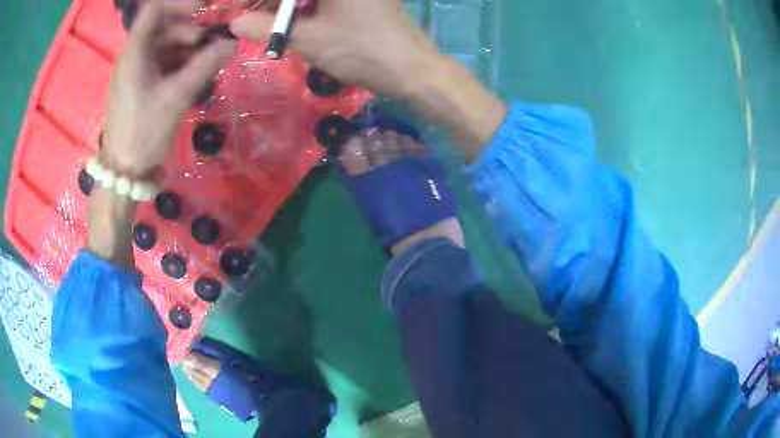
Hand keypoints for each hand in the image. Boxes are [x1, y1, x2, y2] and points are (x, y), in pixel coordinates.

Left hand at [102, 0, 236, 177]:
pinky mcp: (142, 86)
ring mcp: (137, 71)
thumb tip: (231, 43)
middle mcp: (134, 56)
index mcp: (135, 52)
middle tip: (214, 43)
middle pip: (165, 27)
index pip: (155, 10)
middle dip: (191, 30)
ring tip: (210, 61)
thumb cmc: (144, 132)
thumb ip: (205, 65)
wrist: (124, 172)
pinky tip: (197, 73)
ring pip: (166, 46)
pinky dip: (182, 63)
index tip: (206, 8)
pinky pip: (164, 63)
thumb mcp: (176, 96)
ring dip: (189, 48)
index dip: (181, 3)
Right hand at [230, 0, 438, 97]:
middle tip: (249, 19)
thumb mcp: (308, 39)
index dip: (255, 0)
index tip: (238, 11)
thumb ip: (265, 28)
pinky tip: (295, 21)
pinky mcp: (366, 0)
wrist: (414, 70)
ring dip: (288, 7)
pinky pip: (326, 2)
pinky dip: (307, 8)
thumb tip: (234, 23)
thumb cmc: (361, 50)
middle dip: (272, 4)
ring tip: (268, 23)